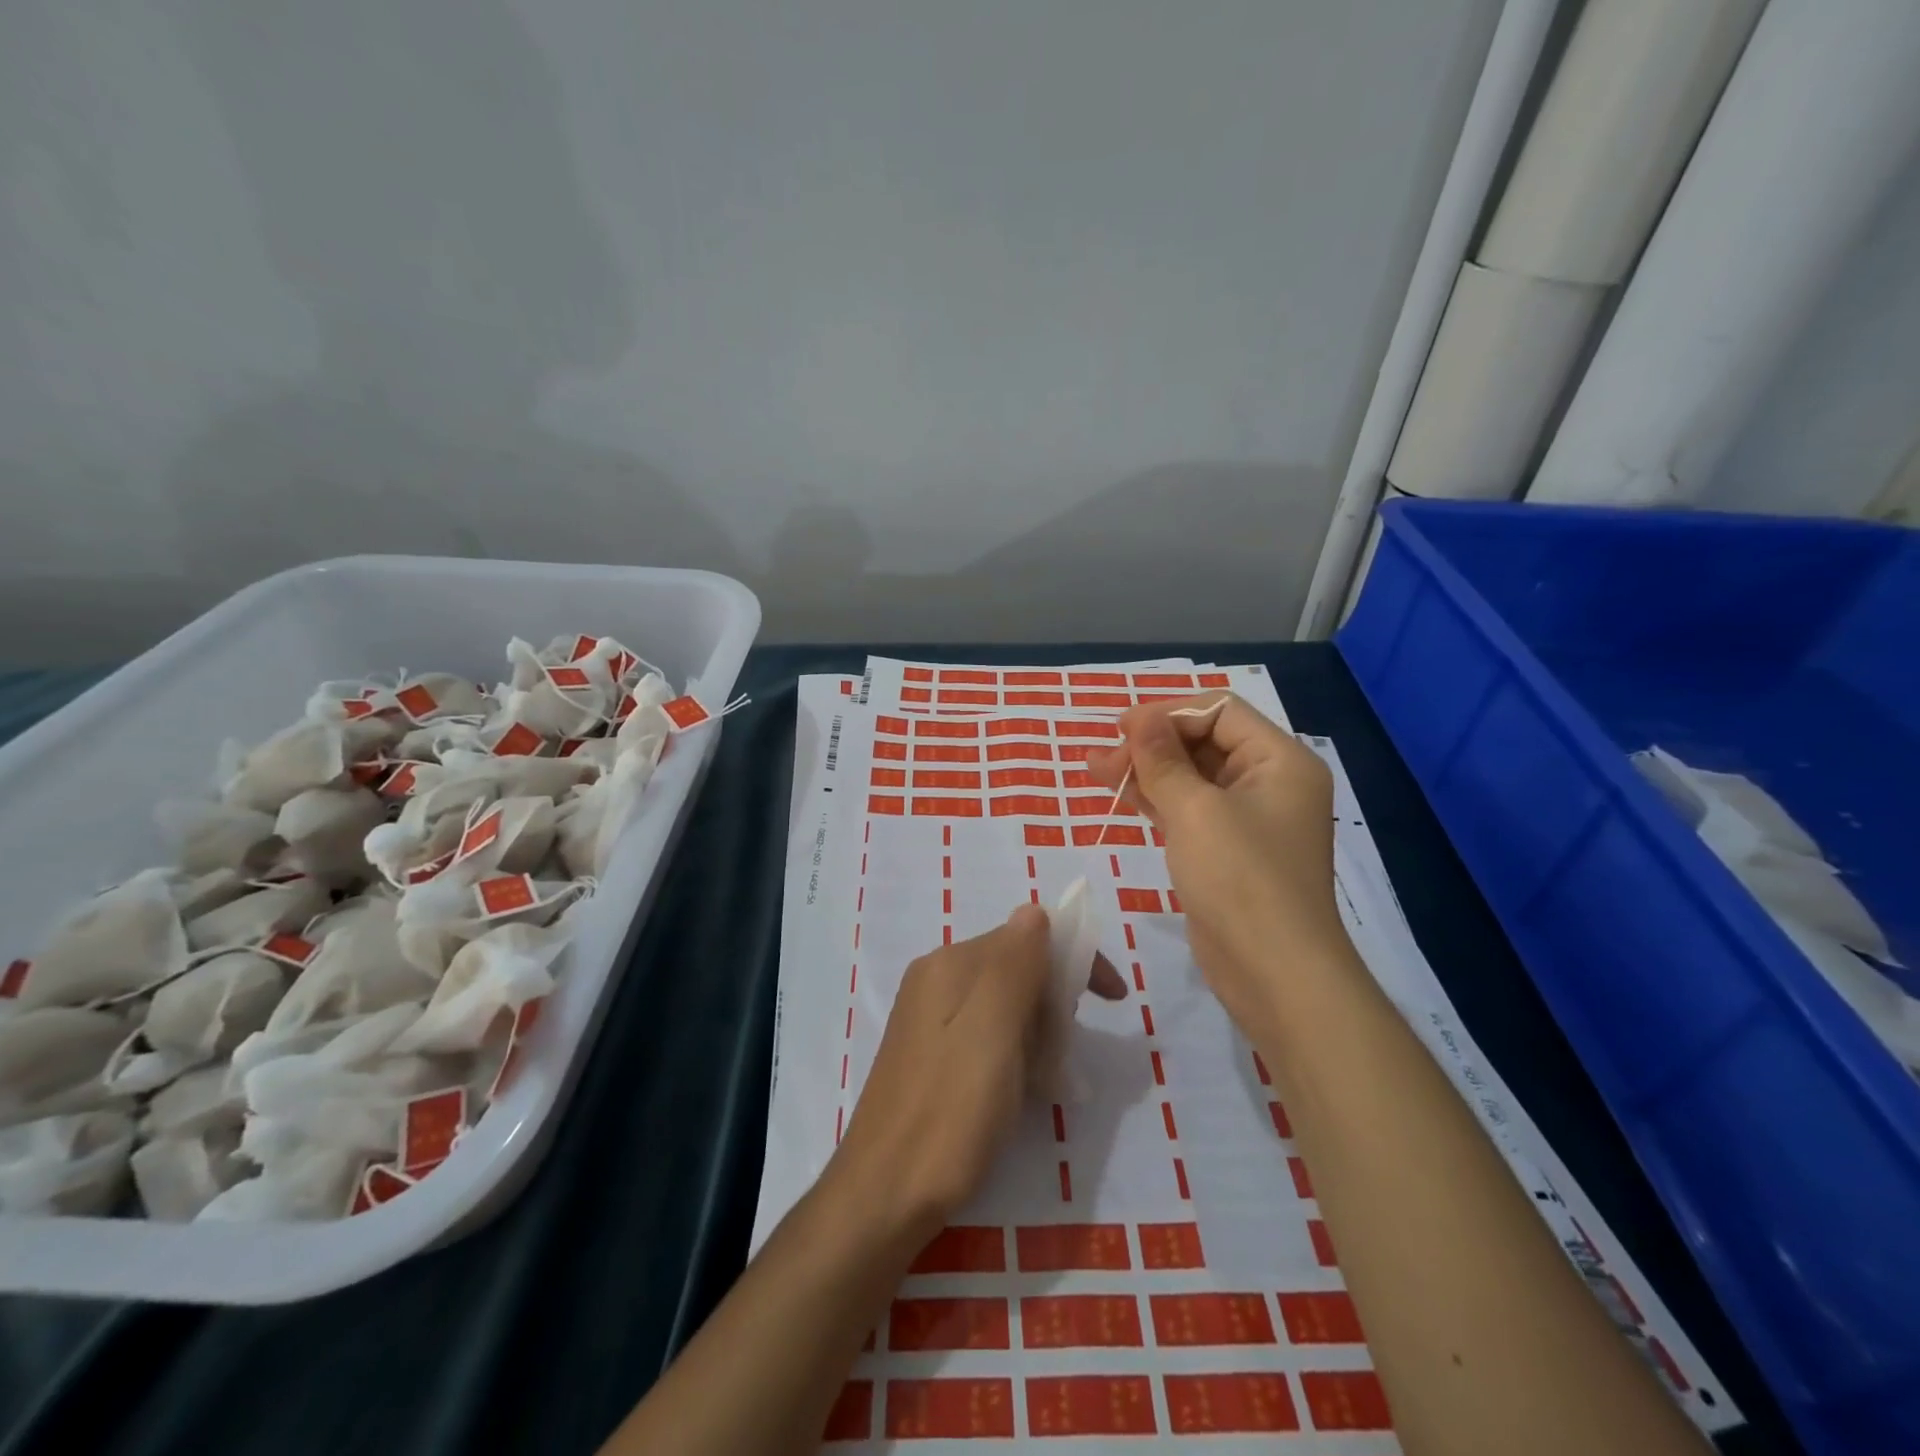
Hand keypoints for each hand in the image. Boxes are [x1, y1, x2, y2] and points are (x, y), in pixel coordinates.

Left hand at [828, 904, 1124, 1238]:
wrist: (885, 1195)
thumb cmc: (950, 1110)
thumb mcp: (992, 1029)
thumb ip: (1014, 963)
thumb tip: (1035, 911)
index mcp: (949, 964)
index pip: (1027, 938)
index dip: (1075, 962)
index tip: (1115, 1002)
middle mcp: (936, 979)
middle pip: (1017, 969)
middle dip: (1054, 1003)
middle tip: (1063, 1056)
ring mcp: (929, 1018)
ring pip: (1006, 1005)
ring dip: (1038, 1034)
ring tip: (1045, 1082)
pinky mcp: (930, 1055)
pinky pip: (988, 1035)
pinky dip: (1016, 1054)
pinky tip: (1020, 1093)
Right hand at [1087, 694, 1353, 1034]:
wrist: (1274, 972)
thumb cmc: (1240, 878)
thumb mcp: (1195, 810)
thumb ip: (1162, 759)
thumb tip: (1139, 718)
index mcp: (1280, 760)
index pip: (1219, 711)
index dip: (1168, 713)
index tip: (1121, 729)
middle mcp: (1269, 782)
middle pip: (1204, 741)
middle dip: (1151, 743)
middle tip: (1101, 755)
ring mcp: (1247, 818)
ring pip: (1191, 777)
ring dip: (1146, 770)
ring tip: (1094, 768)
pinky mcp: (1226, 850)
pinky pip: (1188, 809)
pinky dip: (1155, 799)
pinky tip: (1120, 793)